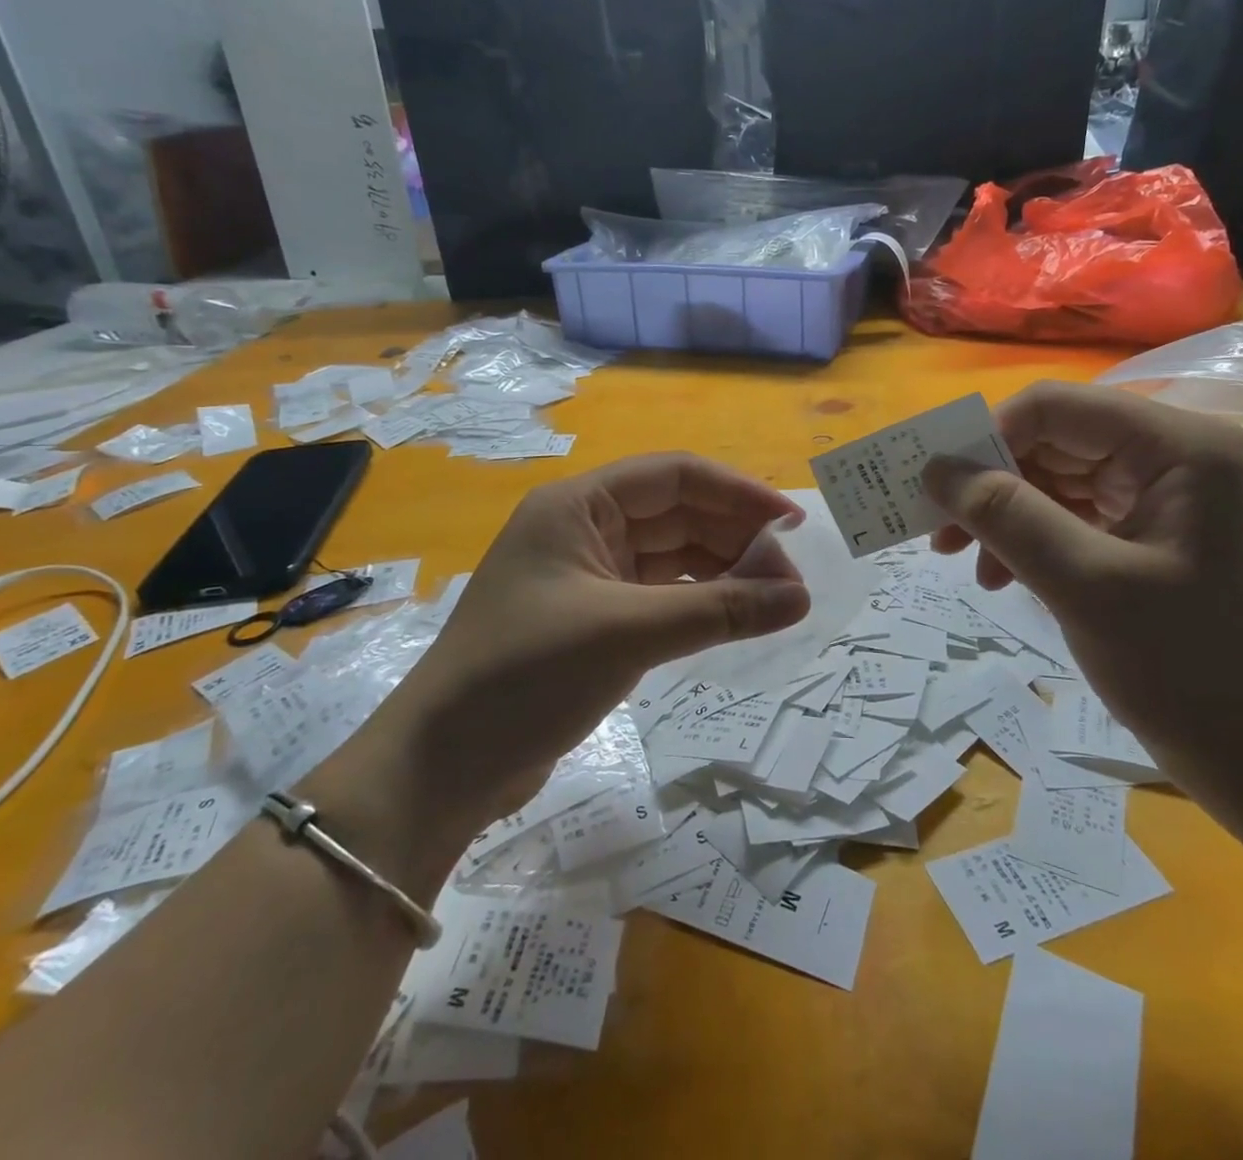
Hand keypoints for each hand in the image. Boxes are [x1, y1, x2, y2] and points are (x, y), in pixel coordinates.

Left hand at [376, 454, 811, 828]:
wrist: (442, 767)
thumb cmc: (527, 675)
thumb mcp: (628, 633)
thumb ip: (719, 610)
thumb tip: (801, 597)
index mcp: (579, 506)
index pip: (675, 476)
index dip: (738, 492)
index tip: (791, 522)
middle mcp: (584, 529)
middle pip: (677, 515)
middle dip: (735, 537)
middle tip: (792, 575)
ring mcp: (588, 577)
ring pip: (672, 557)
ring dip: (722, 573)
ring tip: (776, 600)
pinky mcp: (593, 621)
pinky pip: (660, 596)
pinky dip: (699, 604)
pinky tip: (735, 619)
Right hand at [926, 382, 1242, 818]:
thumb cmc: (1185, 668)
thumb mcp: (1083, 585)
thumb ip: (1006, 516)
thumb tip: (933, 468)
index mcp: (1178, 446)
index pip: (1055, 407)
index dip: (987, 438)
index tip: (939, 490)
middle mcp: (1174, 453)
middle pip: (1052, 439)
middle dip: (991, 484)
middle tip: (941, 535)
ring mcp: (1164, 491)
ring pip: (1055, 477)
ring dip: (1004, 515)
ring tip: (969, 565)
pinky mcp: (1151, 528)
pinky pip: (1072, 512)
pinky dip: (1031, 538)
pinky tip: (1003, 576)